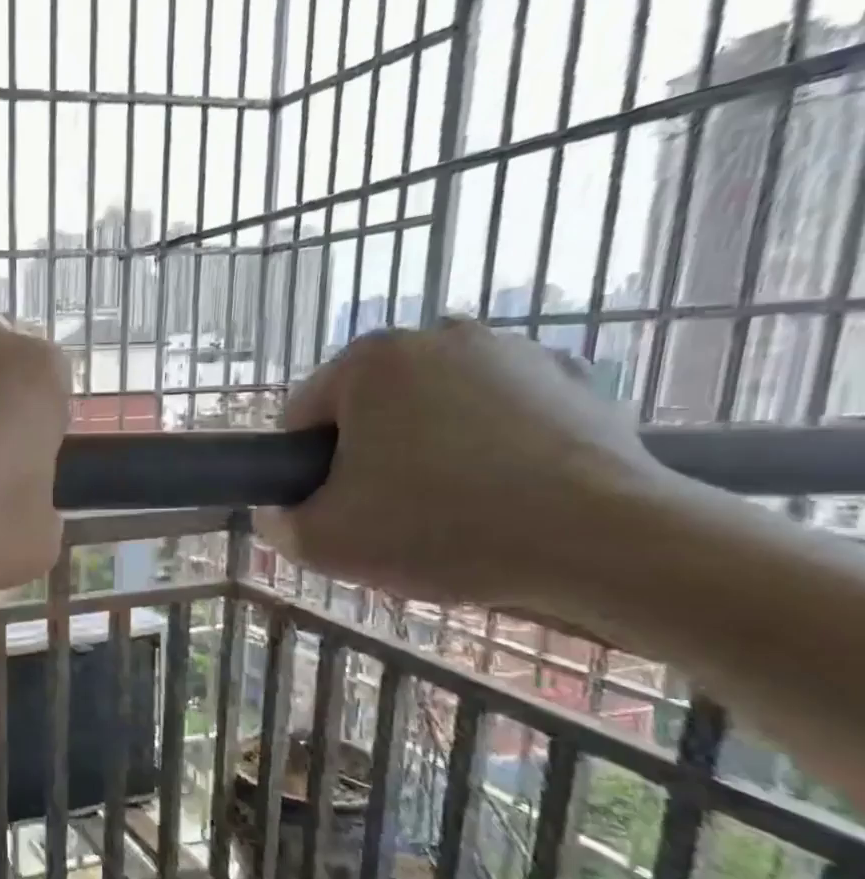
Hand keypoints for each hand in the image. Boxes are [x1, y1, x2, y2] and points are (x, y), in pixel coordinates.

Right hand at [256, 321, 665, 608]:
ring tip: (451, 511)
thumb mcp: (322, 543)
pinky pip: (502, 416)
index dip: (303, 468)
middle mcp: (440, 335)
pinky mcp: (577, 380)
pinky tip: (505, 495)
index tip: (329, 508)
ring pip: (435, 411)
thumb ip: (277, 524)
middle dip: (367, 456)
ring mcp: (516, 352)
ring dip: (426, 451)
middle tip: (387, 515)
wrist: (601, 542)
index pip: (302, 415)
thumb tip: (279, 514)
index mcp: (369, 360)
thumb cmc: (437, 528)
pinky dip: (492, 448)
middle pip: (370, 408)